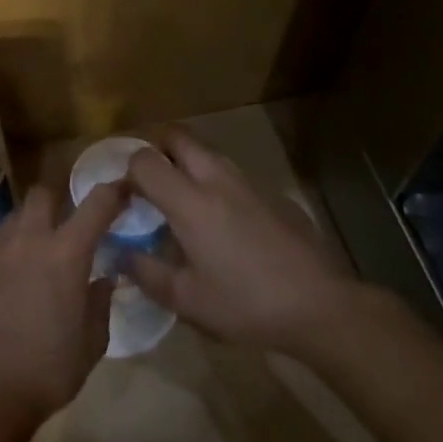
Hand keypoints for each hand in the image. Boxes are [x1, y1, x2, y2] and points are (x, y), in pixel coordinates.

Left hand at [0, 183, 120, 421]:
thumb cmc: (47, 372)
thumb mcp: (91, 344)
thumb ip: (100, 304)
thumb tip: (103, 280)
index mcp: (66, 255)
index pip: (96, 205)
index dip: (112, 192)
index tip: (121, 191)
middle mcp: (28, 242)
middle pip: (42, 194)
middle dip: (56, 202)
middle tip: (64, 226)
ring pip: (13, 220)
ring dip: (28, 230)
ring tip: (33, 259)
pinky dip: (3, 262)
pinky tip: (4, 293)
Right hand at [123, 126, 357, 351]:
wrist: (320, 305)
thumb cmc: (246, 304)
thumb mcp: (187, 300)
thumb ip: (148, 273)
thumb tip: (122, 254)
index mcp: (190, 202)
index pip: (145, 160)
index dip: (127, 172)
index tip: (124, 197)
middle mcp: (216, 179)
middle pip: (178, 136)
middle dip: (156, 148)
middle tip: (148, 181)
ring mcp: (248, 182)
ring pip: (206, 150)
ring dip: (185, 162)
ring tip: (179, 200)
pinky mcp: (270, 193)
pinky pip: (230, 172)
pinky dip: (212, 180)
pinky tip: (220, 221)